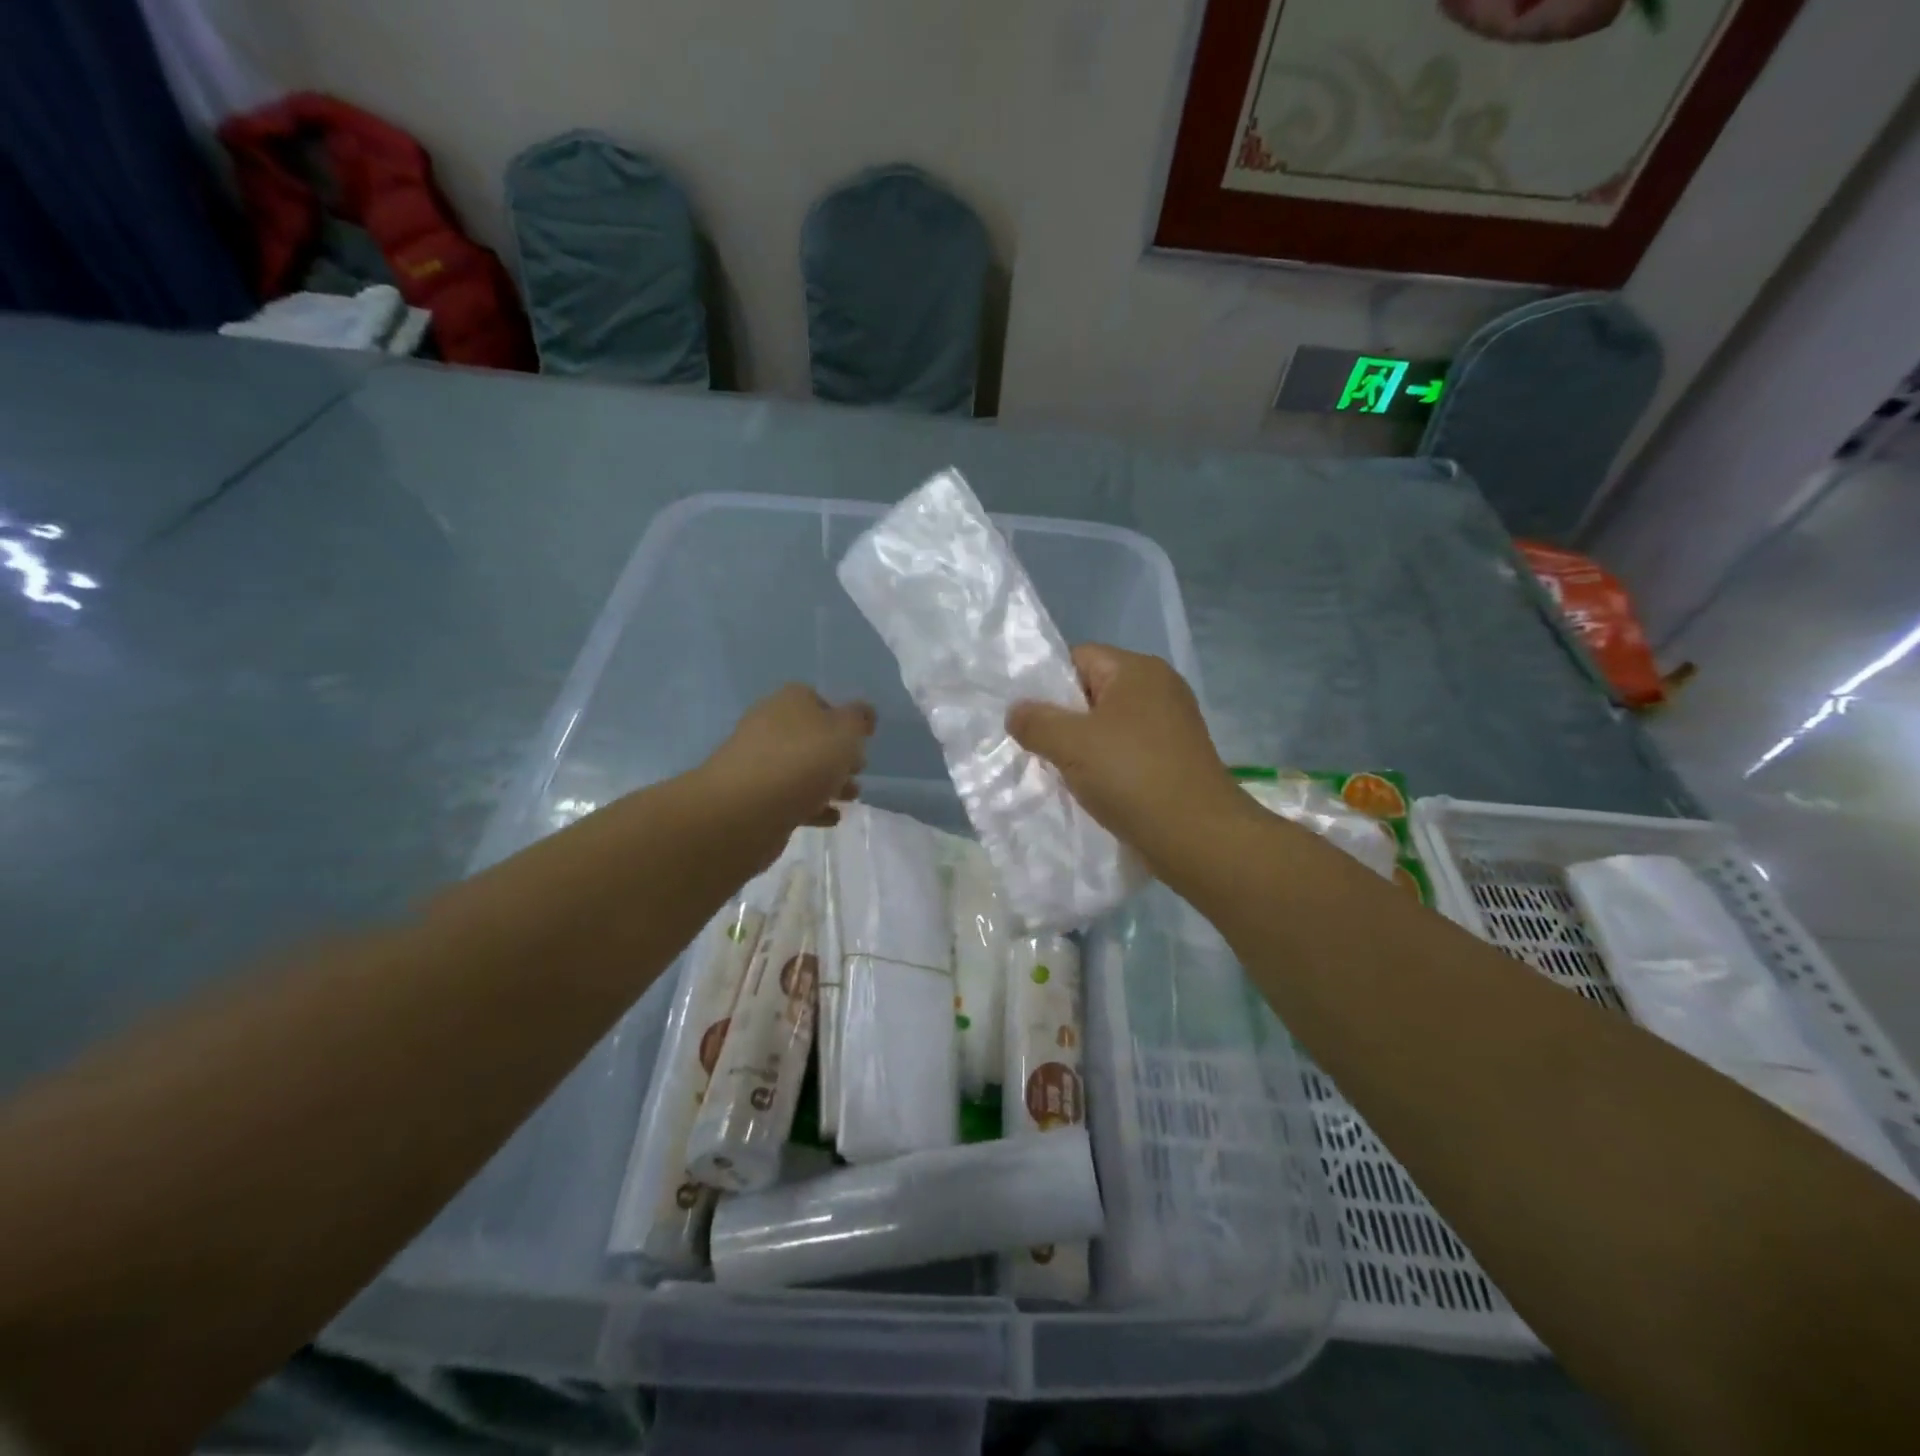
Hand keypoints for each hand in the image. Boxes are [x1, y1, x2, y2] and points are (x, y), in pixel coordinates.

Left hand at [699, 685, 874, 850]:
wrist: (746, 809)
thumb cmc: (803, 760)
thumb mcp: (845, 732)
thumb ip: (859, 719)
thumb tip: (863, 712)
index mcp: (790, 701)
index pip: (818, 701)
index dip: (842, 719)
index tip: (861, 740)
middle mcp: (770, 726)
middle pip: (811, 737)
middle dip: (837, 754)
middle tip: (859, 770)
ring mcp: (758, 763)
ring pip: (801, 769)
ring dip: (828, 782)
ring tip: (851, 798)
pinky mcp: (754, 797)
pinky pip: (790, 797)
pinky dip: (812, 805)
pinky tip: (831, 817)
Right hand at [1007, 645, 1251, 870]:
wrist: (1197, 836)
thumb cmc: (1131, 776)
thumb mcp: (1070, 744)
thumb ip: (1035, 721)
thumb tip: (1016, 712)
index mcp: (1138, 670)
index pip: (1079, 658)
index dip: (1048, 684)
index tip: (1031, 720)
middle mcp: (1160, 688)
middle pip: (1094, 691)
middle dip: (1064, 719)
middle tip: (1041, 749)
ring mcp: (1172, 724)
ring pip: (1110, 725)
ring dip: (1084, 747)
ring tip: (1063, 773)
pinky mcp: (1176, 757)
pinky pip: (1128, 750)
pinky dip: (1108, 765)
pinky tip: (1094, 789)